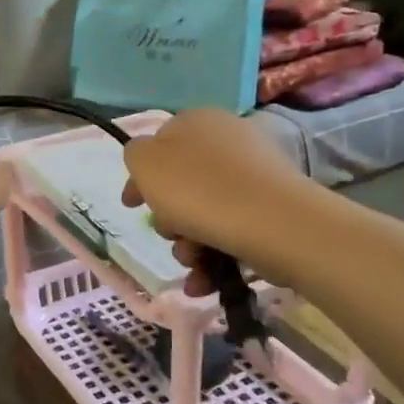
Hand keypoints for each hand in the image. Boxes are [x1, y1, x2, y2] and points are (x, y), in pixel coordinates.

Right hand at [120, 109, 307, 292]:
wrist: (272, 223)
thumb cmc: (199, 190)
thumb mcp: (146, 163)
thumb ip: (136, 154)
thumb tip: (147, 158)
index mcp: (197, 122)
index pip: (160, 145)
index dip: (140, 178)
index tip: (131, 205)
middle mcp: (228, 142)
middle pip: (182, 185)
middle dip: (168, 218)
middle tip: (169, 233)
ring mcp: (254, 177)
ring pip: (204, 214)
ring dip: (188, 245)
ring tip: (192, 261)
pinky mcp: (272, 209)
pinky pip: (231, 232)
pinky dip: (214, 258)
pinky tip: (204, 282)